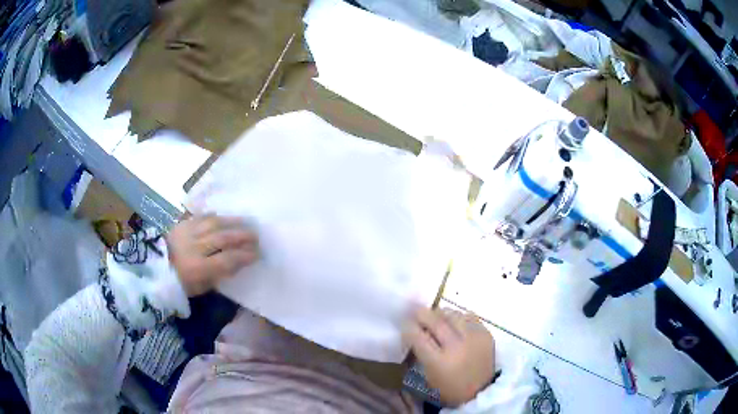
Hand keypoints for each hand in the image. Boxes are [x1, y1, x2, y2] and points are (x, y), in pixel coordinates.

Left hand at [167, 215, 258, 296]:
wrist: (154, 269)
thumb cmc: (180, 283)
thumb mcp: (201, 287)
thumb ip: (219, 274)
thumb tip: (238, 263)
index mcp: (198, 268)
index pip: (227, 259)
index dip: (244, 256)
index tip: (257, 254)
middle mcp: (194, 247)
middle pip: (223, 238)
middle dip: (243, 236)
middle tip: (256, 236)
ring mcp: (188, 233)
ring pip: (214, 223)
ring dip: (232, 222)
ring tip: (245, 222)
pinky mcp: (182, 224)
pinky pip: (201, 217)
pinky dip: (215, 217)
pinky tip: (224, 217)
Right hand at [404, 307, 494, 406]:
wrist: (481, 392)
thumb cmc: (450, 388)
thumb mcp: (429, 376)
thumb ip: (421, 353)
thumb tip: (416, 332)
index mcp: (438, 362)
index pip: (418, 337)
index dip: (409, 327)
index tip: (405, 323)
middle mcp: (456, 347)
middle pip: (436, 322)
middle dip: (422, 314)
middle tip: (416, 311)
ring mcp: (473, 339)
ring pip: (453, 315)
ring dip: (441, 313)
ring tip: (437, 316)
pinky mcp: (486, 334)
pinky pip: (470, 317)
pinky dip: (459, 317)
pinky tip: (455, 322)